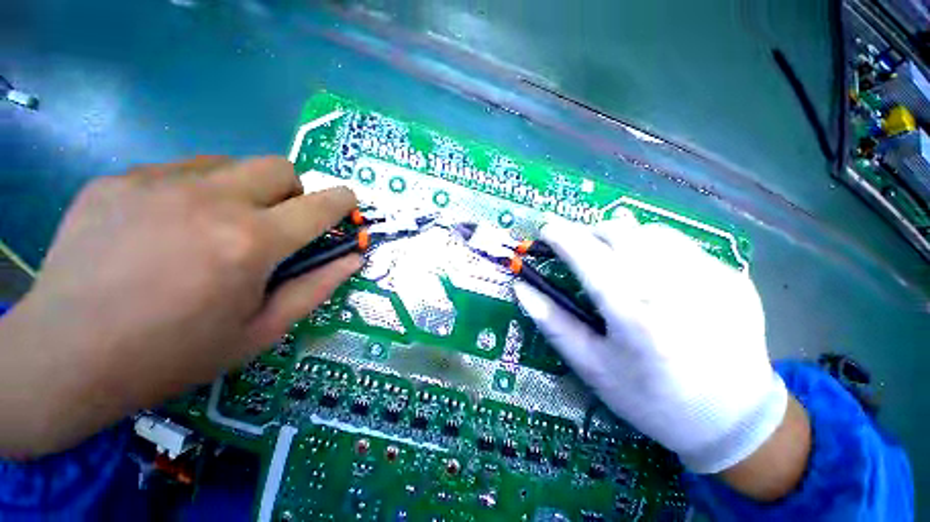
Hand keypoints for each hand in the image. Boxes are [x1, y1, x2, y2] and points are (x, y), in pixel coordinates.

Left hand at [0, 156, 360, 456]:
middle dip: (292, 191)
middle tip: (275, 224)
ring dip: (242, 190)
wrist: (65, 357)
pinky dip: (193, 192)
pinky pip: (179, 171)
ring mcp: (156, 182)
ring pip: (230, 164)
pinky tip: (166, 229)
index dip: (341, 201)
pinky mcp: (118, 180)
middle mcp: (210, 200)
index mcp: (250, 243)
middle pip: (278, 167)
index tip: (348, 202)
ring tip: (215, 228)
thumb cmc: (174, 354)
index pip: (319, 206)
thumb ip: (316, 287)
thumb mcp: (261, 330)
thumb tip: (353, 259)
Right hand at [514, 214, 788, 475]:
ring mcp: (711, 277)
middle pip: (619, 232)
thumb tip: (521, 288)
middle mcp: (674, 288)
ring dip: (621, 237)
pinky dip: (654, 248)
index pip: (588, 257)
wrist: (731, 419)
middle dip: (588, 232)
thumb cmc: (650, 398)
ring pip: (650, 231)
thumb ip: (553, 322)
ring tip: (613, 259)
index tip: (545, 229)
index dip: (561, 237)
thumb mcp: (592, 366)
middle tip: (578, 248)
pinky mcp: (731, 276)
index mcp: (634, 315)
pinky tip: (654, 275)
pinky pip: (680, 245)